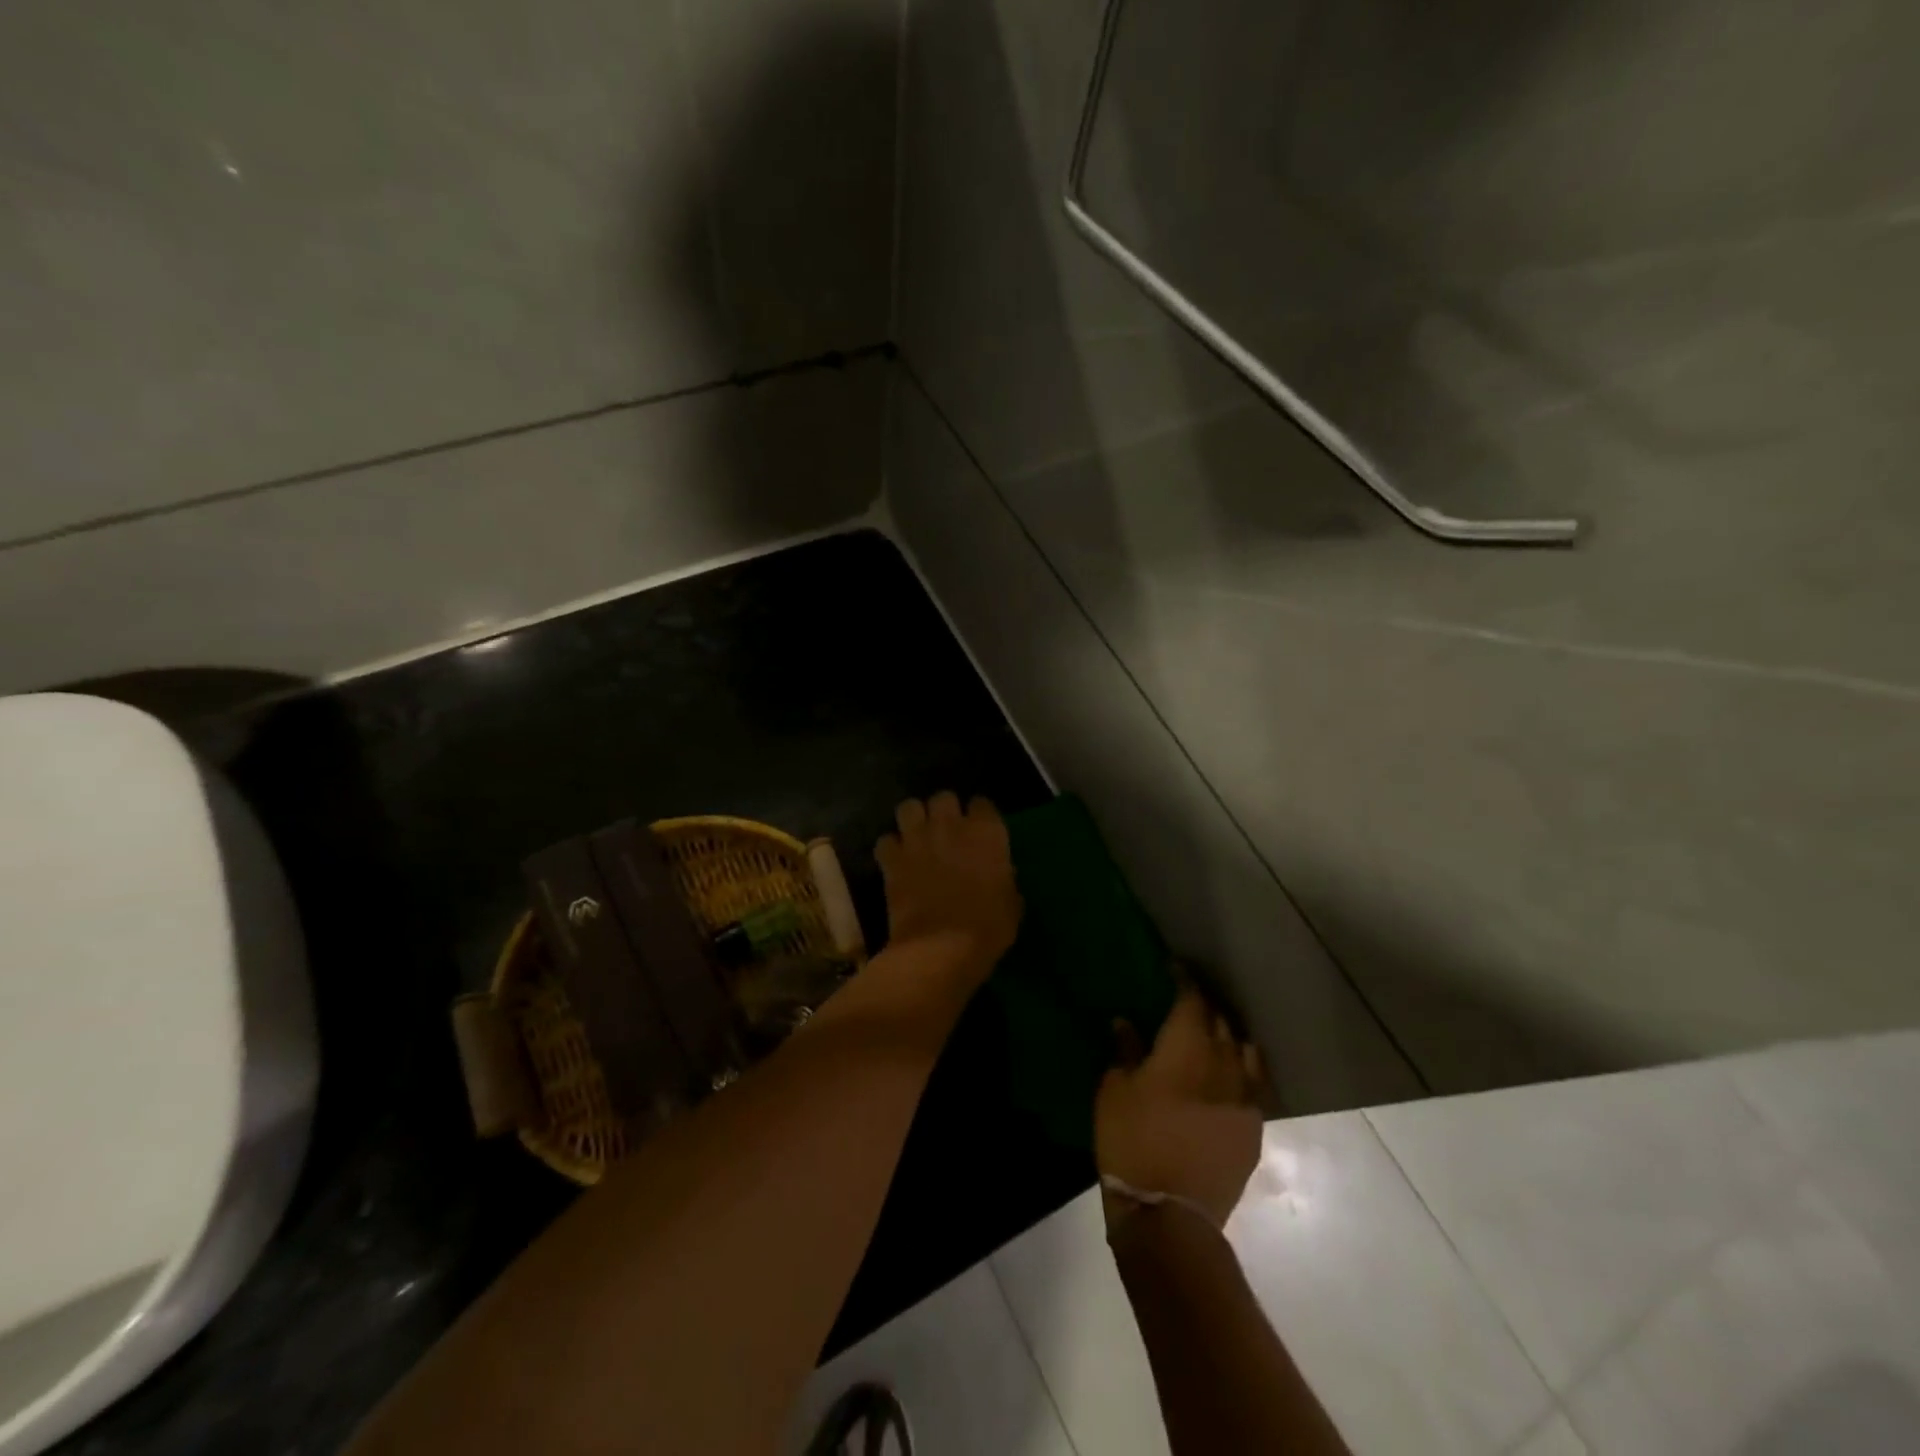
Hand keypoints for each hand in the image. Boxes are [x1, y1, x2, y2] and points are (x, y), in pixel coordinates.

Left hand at [875, 793, 1020, 988]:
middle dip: (944, 811)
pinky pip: (886, 840)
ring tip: (917, 838)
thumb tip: (998, 873)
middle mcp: (951, 826)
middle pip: (943, 797)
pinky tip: (896, 862)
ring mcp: (917, 839)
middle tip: (947, 832)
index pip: (983, 804)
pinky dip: (890, 849)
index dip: (980, 817)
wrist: (941, 948)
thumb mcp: (1011, 904)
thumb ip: (1004, 878)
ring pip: (909, 807)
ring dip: (913, 820)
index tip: (980, 832)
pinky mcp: (892, 859)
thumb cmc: (987, 929)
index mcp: (986, 833)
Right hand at [1096, 987, 1263, 1228]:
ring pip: (1244, 1051)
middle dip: (1205, 1007)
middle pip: (1221, 1022)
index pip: (1192, 1000)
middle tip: (1187, 1004)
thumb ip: (1124, 1051)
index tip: (1175, 968)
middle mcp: (1223, 1065)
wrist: (1169, 1213)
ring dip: (1228, 1037)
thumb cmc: (1131, 1141)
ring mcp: (1244, 1098)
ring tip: (1213, 1037)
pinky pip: (1253, 1085)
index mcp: (1187, 1049)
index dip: (1184, 980)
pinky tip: (1228, 1075)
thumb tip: (1125, 1022)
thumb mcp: (1114, 1090)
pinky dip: (1240, 1070)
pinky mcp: (1254, 1127)